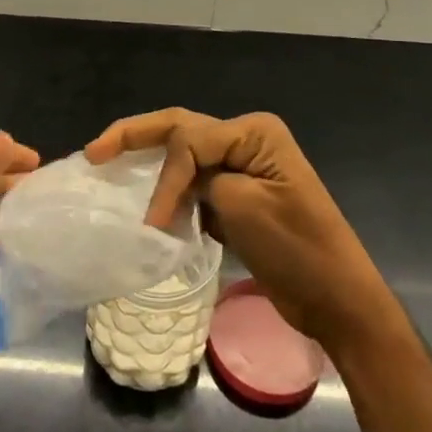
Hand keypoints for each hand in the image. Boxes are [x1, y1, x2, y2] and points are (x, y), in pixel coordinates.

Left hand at [0, 131, 38, 416]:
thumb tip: (4, 137)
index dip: (0, 155)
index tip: (37, 160)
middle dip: (19, 187)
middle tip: (57, 190)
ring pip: (2, 233)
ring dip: (27, 224)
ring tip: (63, 219)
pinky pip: (7, 275)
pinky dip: (28, 265)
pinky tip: (54, 261)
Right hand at [86, 109, 395, 352]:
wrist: (338, 300)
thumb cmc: (297, 249)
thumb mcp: (244, 206)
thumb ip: (202, 181)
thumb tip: (174, 188)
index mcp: (253, 132)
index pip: (189, 139)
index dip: (165, 177)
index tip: (153, 222)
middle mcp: (246, 140)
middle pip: (180, 131)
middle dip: (135, 137)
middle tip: (93, 151)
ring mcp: (243, 168)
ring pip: (184, 157)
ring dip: (151, 167)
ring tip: (108, 170)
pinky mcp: (238, 197)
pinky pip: (196, 185)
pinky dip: (171, 193)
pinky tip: (146, 204)